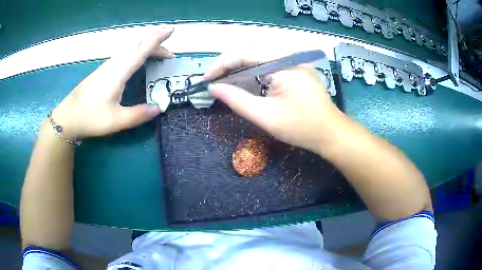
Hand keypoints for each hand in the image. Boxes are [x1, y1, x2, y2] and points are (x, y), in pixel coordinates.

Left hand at [51, 27, 174, 138]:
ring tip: (158, 55)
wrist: (68, 117)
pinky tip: (138, 60)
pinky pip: (125, 54)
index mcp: (119, 71)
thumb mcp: (116, 120)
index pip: (142, 49)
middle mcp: (114, 63)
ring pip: (130, 48)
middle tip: (169, 54)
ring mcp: (108, 65)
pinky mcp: (104, 70)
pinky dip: (137, 52)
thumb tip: (159, 108)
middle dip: (155, 43)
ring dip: (146, 47)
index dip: (158, 38)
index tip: (172, 30)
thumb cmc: (90, 117)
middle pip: (137, 44)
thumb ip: (138, 114)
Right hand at [204, 50, 344, 153]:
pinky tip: (243, 84)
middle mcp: (288, 56)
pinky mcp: (294, 69)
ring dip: (238, 70)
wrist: (330, 133)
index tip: (205, 80)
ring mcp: (293, 61)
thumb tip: (213, 88)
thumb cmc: (301, 127)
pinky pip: (268, 65)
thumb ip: (236, 100)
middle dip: (228, 67)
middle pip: (249, 53)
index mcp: (283, 63)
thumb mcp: (265, 115)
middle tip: (213, 83)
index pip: (243, 54)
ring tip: (224, 84)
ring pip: (257, 58)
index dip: (220, 65)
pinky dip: (252, 74)